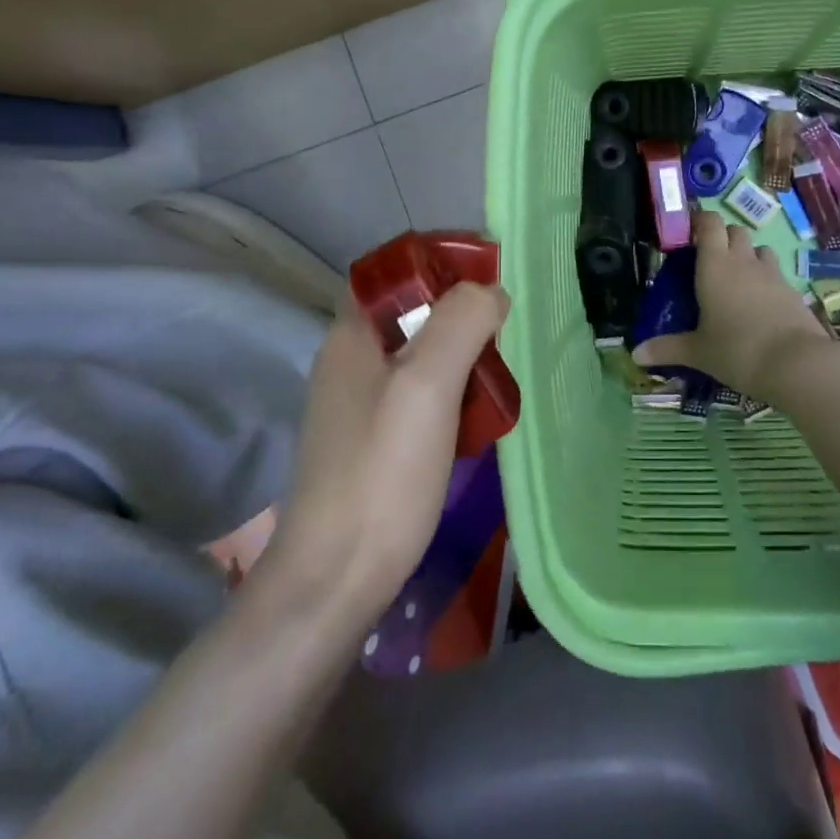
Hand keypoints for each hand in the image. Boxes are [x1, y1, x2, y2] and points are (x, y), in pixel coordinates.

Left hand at [264, 281, 509, 618]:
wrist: (336, 579)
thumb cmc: (382, 473)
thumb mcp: (427, 385)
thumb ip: (461, 323)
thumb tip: (491, 292)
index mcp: (352, 335)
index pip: (393, 268)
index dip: (439, 259)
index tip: (491, 272)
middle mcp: (349, 360)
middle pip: (411, 309)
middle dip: (461, 309)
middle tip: (504, 331)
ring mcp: (358, 402)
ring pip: (419, 352)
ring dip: (461, 352)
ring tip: (499, 373)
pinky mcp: (373, 438)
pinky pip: (419, 391)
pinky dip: (452, 388)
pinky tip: (477, 414)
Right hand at [633, 210, 834, 398]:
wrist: (797, 364)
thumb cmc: (737, 350)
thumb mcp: (698, 352)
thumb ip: (667, 349)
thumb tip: (636, 354)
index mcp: (715, 265)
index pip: (710, 223)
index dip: (699, 221)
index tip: (688, 232)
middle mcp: (744, 262)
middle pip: (735, 231)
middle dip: (722, 238)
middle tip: (707, 261)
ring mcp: (773, 274)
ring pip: (759, 249)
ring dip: (747, 255)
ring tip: (735, 279)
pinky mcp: (793, 291)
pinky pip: (775, 274)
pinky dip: (765, 280)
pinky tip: (758, 304)